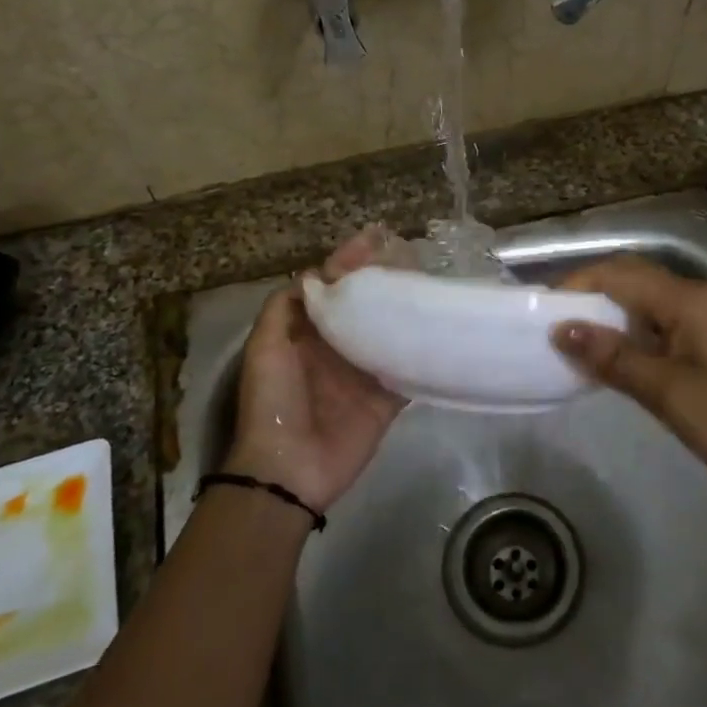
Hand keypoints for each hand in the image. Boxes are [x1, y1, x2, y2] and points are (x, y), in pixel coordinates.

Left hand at [225, 230, 406, 513]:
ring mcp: (364, 375)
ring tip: (432, 282)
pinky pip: (407, 372)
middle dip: (386, 281)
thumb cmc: (274, 401)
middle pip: (367, 306)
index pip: (334, 288)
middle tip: (414, 256)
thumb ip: (285, 307)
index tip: (376, 238)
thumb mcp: (265, 347)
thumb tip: (317, 275)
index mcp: (309, 334)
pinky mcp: (385, 401)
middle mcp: (338, 348)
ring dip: (407, 311)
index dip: (351, 262)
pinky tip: (441, 330)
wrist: (289, 469)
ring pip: (390, 334)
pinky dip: (422, 354)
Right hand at [551, 255, 706, 518]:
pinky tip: (621, 365)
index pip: (618, 274)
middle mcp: (701, 298)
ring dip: (613, 319)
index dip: (575, 287)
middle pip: (634, 281)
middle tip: (552, 331)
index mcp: (689, 300)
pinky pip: (668, 327)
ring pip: (650, 305)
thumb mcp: (672, 395)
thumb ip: (616, 359)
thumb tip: (561, 329)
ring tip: (576, 349)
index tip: (538, 315)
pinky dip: (637, 338)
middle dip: (591, 298)